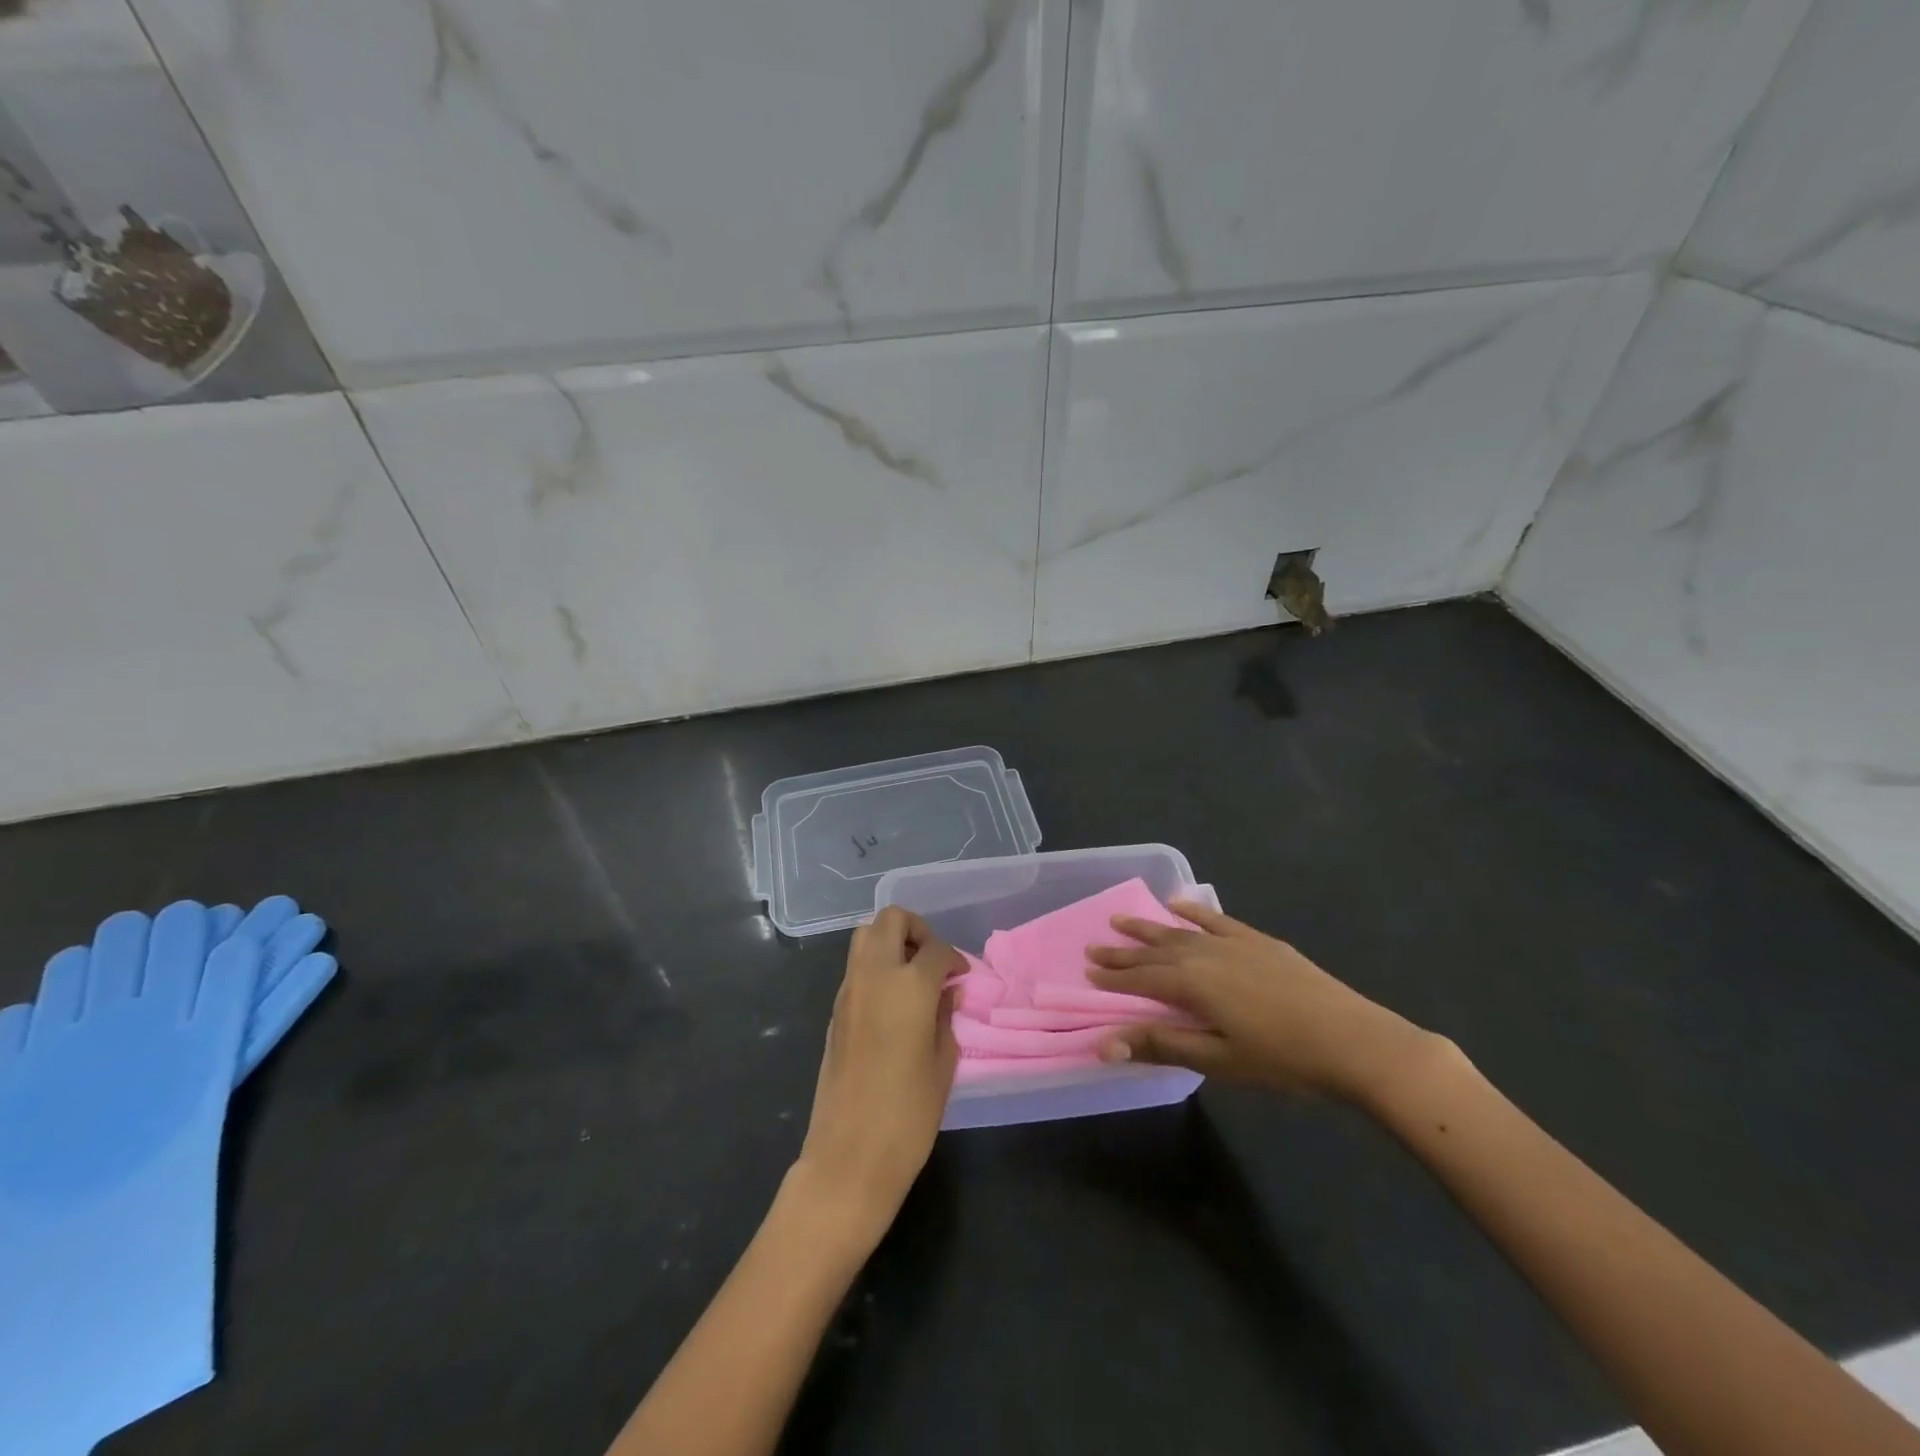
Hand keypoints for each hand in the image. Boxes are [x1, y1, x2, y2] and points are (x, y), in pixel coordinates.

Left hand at [792, 907, 959, 1249]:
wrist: (849, 1156)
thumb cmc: (908, 1114)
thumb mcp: (942, 1064)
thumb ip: (945, 1018)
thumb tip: (947, 993)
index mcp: (908, 985)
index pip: (936, 949)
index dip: (955, 959)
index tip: (963, 977)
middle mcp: (874, 976)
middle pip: (890, 920)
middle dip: (917, 929)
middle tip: (933, 961)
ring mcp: (848, 991)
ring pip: (865, 935)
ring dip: (891, 942)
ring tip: (913, 976)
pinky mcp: (834, 1011)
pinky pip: (855, 967)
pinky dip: (875, 966)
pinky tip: (893, 1002)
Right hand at [1087, 900, 1435, 1101]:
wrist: (1352, 1040)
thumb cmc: (1282, 1059)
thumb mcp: (1218, 1059)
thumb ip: (1161, 1045)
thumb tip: (1104, 1044)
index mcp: (1193, 984)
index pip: (1141, 978)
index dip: (1114, 977)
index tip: (1088, 971)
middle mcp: (1205, 954)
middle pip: (1155, 952)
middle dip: (1123, 951)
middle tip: (1094, 947)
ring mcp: (1233, 943)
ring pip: (1180, 932)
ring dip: (1149, 928)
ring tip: (1122, 920)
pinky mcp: (1258, 941)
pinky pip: (1216, 919)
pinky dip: (1193, 912)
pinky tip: (1178, 904)